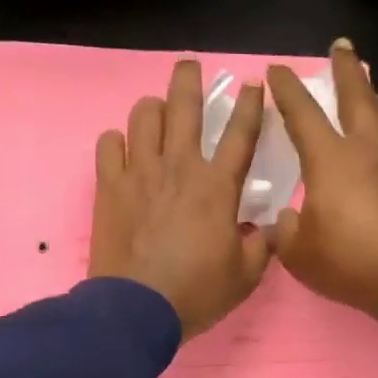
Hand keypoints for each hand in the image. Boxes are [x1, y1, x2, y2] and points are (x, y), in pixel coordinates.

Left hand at [89, 59, 271, 340]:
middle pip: (184, 105)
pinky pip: (108, 144)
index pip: (240, 133)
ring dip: (153, 108)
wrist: (136, 309)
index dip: (250, 104)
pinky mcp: (108, 186)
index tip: (253, 85)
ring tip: (156, 113)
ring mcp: (139, 172)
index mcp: (217, 186)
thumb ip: (261, 246)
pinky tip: (123, 150)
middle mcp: (178, 167)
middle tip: (190, 67)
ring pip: (143, 115)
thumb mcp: (245, 277)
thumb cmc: (196, 293)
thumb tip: (268, 228)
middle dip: (189, 78)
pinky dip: (117, 141)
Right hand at [266, 40, 377, 323]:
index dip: (288, 90)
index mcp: (330, 161)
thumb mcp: (300, 255)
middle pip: (358, 97)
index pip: (303, 114)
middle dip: (347, 70)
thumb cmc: (351, 262)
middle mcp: (369, 150)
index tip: (278, 69)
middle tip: (342, 47)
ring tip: (376, 95)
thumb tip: (288, 219)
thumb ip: (288, 231)